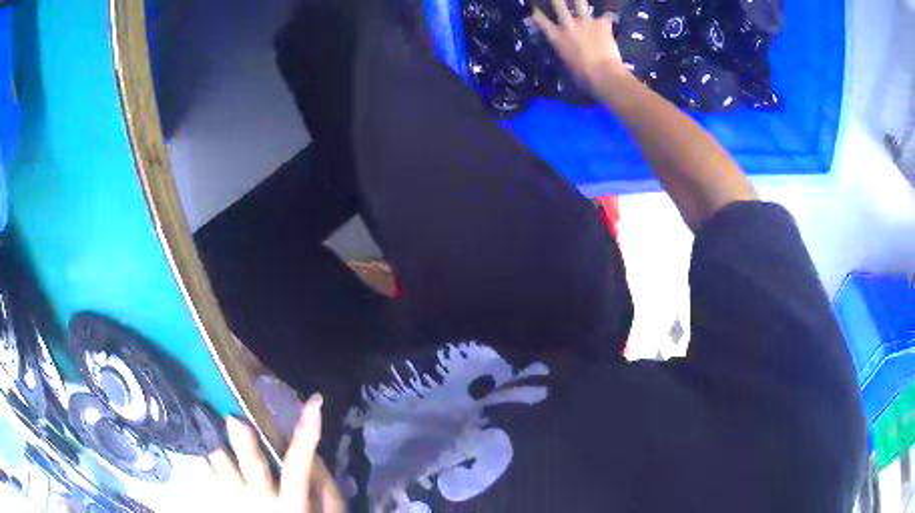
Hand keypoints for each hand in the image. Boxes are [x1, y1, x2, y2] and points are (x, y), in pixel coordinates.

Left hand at [205, 394, 343, 511]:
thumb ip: (326, 496)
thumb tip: (321, 460)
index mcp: (290, 501)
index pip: (299, 466)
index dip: (307, 436)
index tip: (313, 404)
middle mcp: (261, 498)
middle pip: (255, 469)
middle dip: (246, 446)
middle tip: (235, 420)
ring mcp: (236, 498)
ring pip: (222, 468)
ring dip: (212, 443)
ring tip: (201, 415)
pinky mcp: (219, 497)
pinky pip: (204, 473)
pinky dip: (198, 454)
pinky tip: (191, 433)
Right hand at [532, 0, 626, 94]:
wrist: (604, 74)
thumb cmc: (582, 75)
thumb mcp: (566, 62)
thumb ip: (564, 49)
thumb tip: (567, 47)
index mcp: (556, 36)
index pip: (539, 19)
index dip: (536, 11)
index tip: (535, 7)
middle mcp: (568, 24)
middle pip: (558, 3)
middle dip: (557, 0)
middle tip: (558, 0)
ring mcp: (585, 22)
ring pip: (580, 2)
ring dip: (579, 1)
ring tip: (579, 1)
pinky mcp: (602, 24)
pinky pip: (606, 16)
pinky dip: (606, 17)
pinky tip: (608, 18)